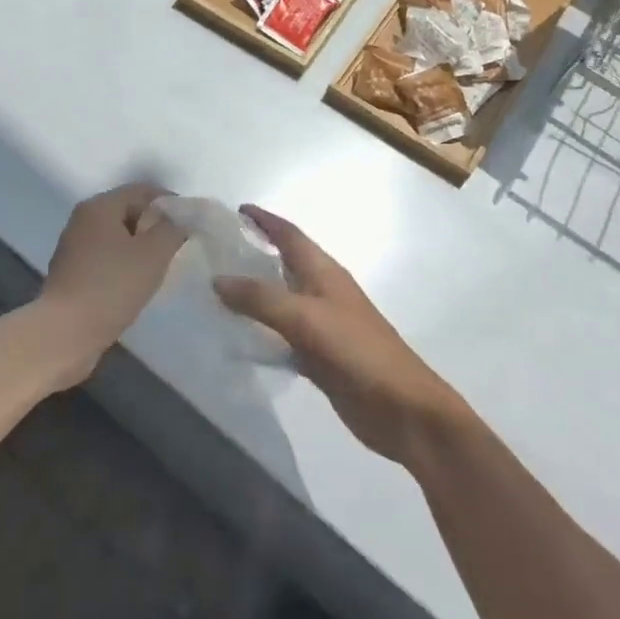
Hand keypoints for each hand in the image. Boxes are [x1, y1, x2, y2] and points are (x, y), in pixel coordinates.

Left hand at [33, 182, 186, 388]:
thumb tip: (178, 220)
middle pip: (127, 210)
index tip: (191, 222)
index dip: (169, 202)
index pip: (141, 190)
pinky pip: (105, 257)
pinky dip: (124, 263)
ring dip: (140, 246)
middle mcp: (82, 220)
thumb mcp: (153, 254)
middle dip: (155, 225)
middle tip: (178, 245)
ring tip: (162, 265)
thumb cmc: (112, 286)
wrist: (66, 333)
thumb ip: (172, 230)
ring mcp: (74, 247)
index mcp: (99, 206)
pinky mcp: (71, 272)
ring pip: (116, 236)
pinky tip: (137, 282)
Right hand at [214, 206, 469, 463]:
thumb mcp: (305, 318)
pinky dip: (262, 330)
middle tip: (218, 251)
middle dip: (257, 252)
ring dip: (255, 292)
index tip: (238, 209)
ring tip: (219, 291)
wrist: (403, 408)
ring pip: (282, 300)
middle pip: (286, 264)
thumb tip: (217, 279)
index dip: (265, 220)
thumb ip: (260, 298)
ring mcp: (323, 326)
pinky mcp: (320, 356)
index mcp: (324, 273)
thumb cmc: (358, 351)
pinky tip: (239, 337)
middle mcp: (322, 292)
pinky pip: (283, 334)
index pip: (290, 235)